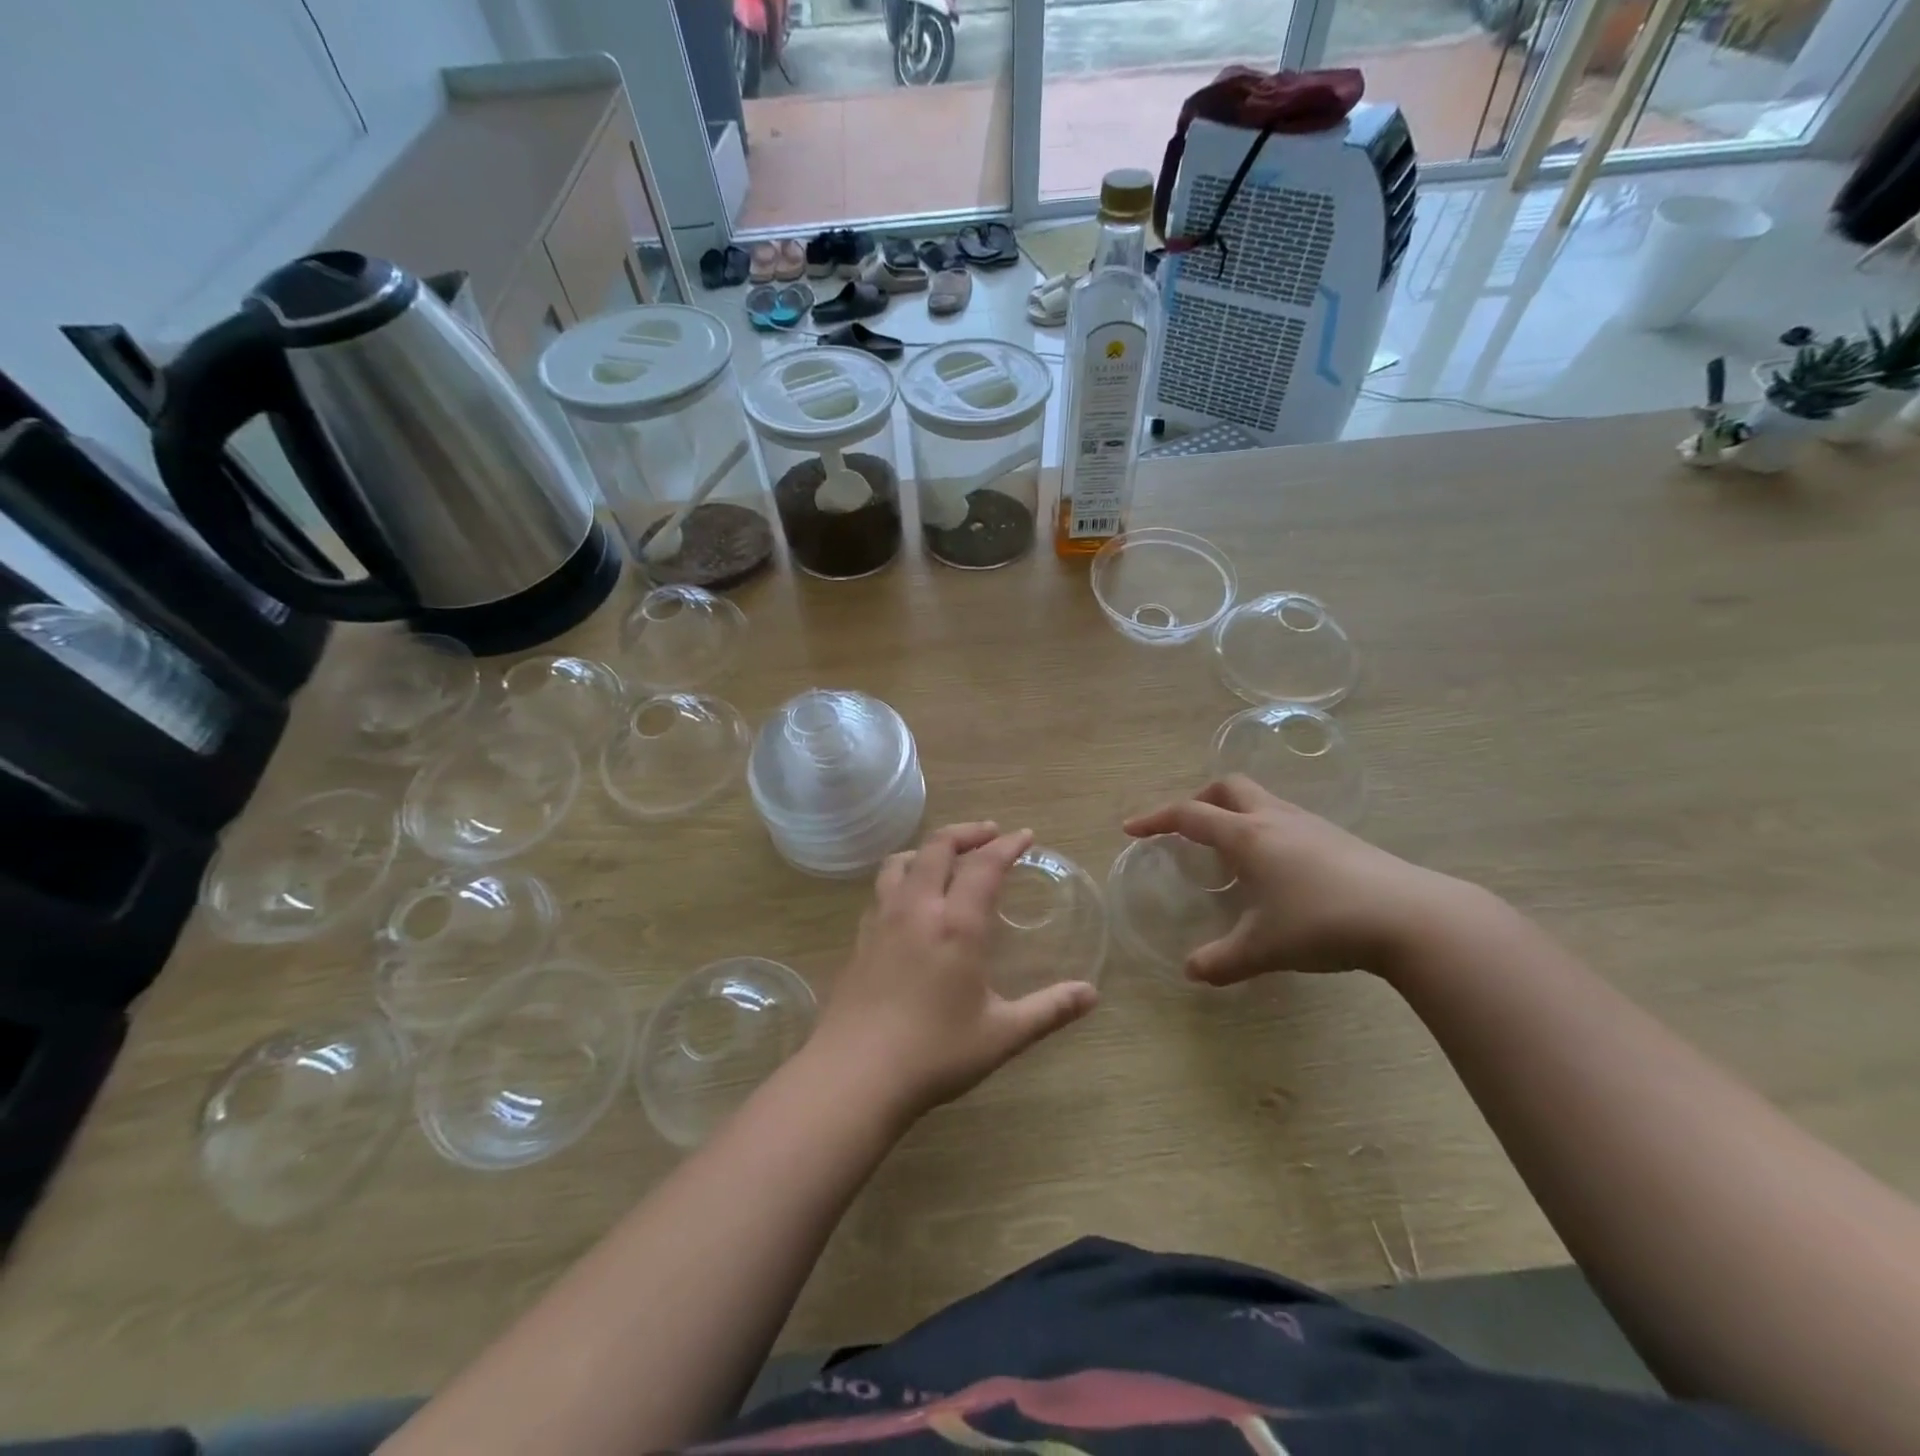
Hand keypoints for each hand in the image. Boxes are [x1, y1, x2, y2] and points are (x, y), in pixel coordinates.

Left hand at [816, 822, 1099, 1117]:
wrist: (855, 1075)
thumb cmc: (935, 1053)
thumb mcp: (1002, 1035)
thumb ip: (1049, 1010)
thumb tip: (1091, 994)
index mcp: (956, 924)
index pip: (984, 865)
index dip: (1007, 845)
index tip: (1025, 836)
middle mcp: (916, 909)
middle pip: (938, 847)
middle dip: (967, 833)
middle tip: (989, 834)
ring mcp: (882, 921)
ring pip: (900, 862)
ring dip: (928, 849)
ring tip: (945, 857)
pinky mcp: (860, 939)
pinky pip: (881, 889)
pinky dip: (902, 877)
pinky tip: (909, 902)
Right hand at [1123, 777, 1475, 983]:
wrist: (1411, 916)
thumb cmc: (1323, 923)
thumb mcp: (1264, 948)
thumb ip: (1221, 960)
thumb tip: (1191, 972)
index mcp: (1247, 836)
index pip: (1189, 815)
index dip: (1155, 819)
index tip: (1132, 829)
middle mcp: (1274, 819)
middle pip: (1227, 787)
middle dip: (1199, 800)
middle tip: (1186, 828)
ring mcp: (1310, 824)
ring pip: (1260, 799)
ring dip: (1234, 812)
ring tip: (1229, 851)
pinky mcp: (1338, 837)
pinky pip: (1286, 818)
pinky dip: (1264, 829)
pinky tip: (1275, 867)